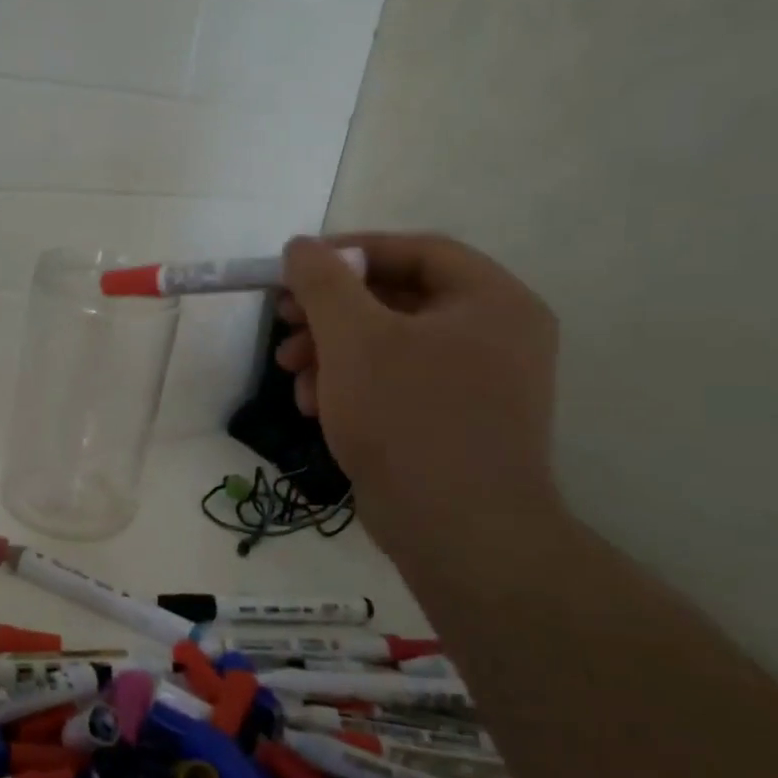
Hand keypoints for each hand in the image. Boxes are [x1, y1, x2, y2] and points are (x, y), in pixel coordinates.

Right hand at [277, 233, 562, 568]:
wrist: (456, 531)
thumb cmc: (408, 418)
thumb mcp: (354, 338)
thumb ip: (323, 282)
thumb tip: (301, 246)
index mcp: (492, 301)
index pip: (416, 251)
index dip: (350, 251)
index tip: (296, 266)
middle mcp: (494, 334)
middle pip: (396, 299)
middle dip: (329, 312)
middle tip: (282, 320)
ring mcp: (478, 383)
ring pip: (389, 345)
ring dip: (331, 352)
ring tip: (291, 373)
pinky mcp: (454, 421)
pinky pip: (396, 383)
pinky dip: (352, 386)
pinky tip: (315, 407)